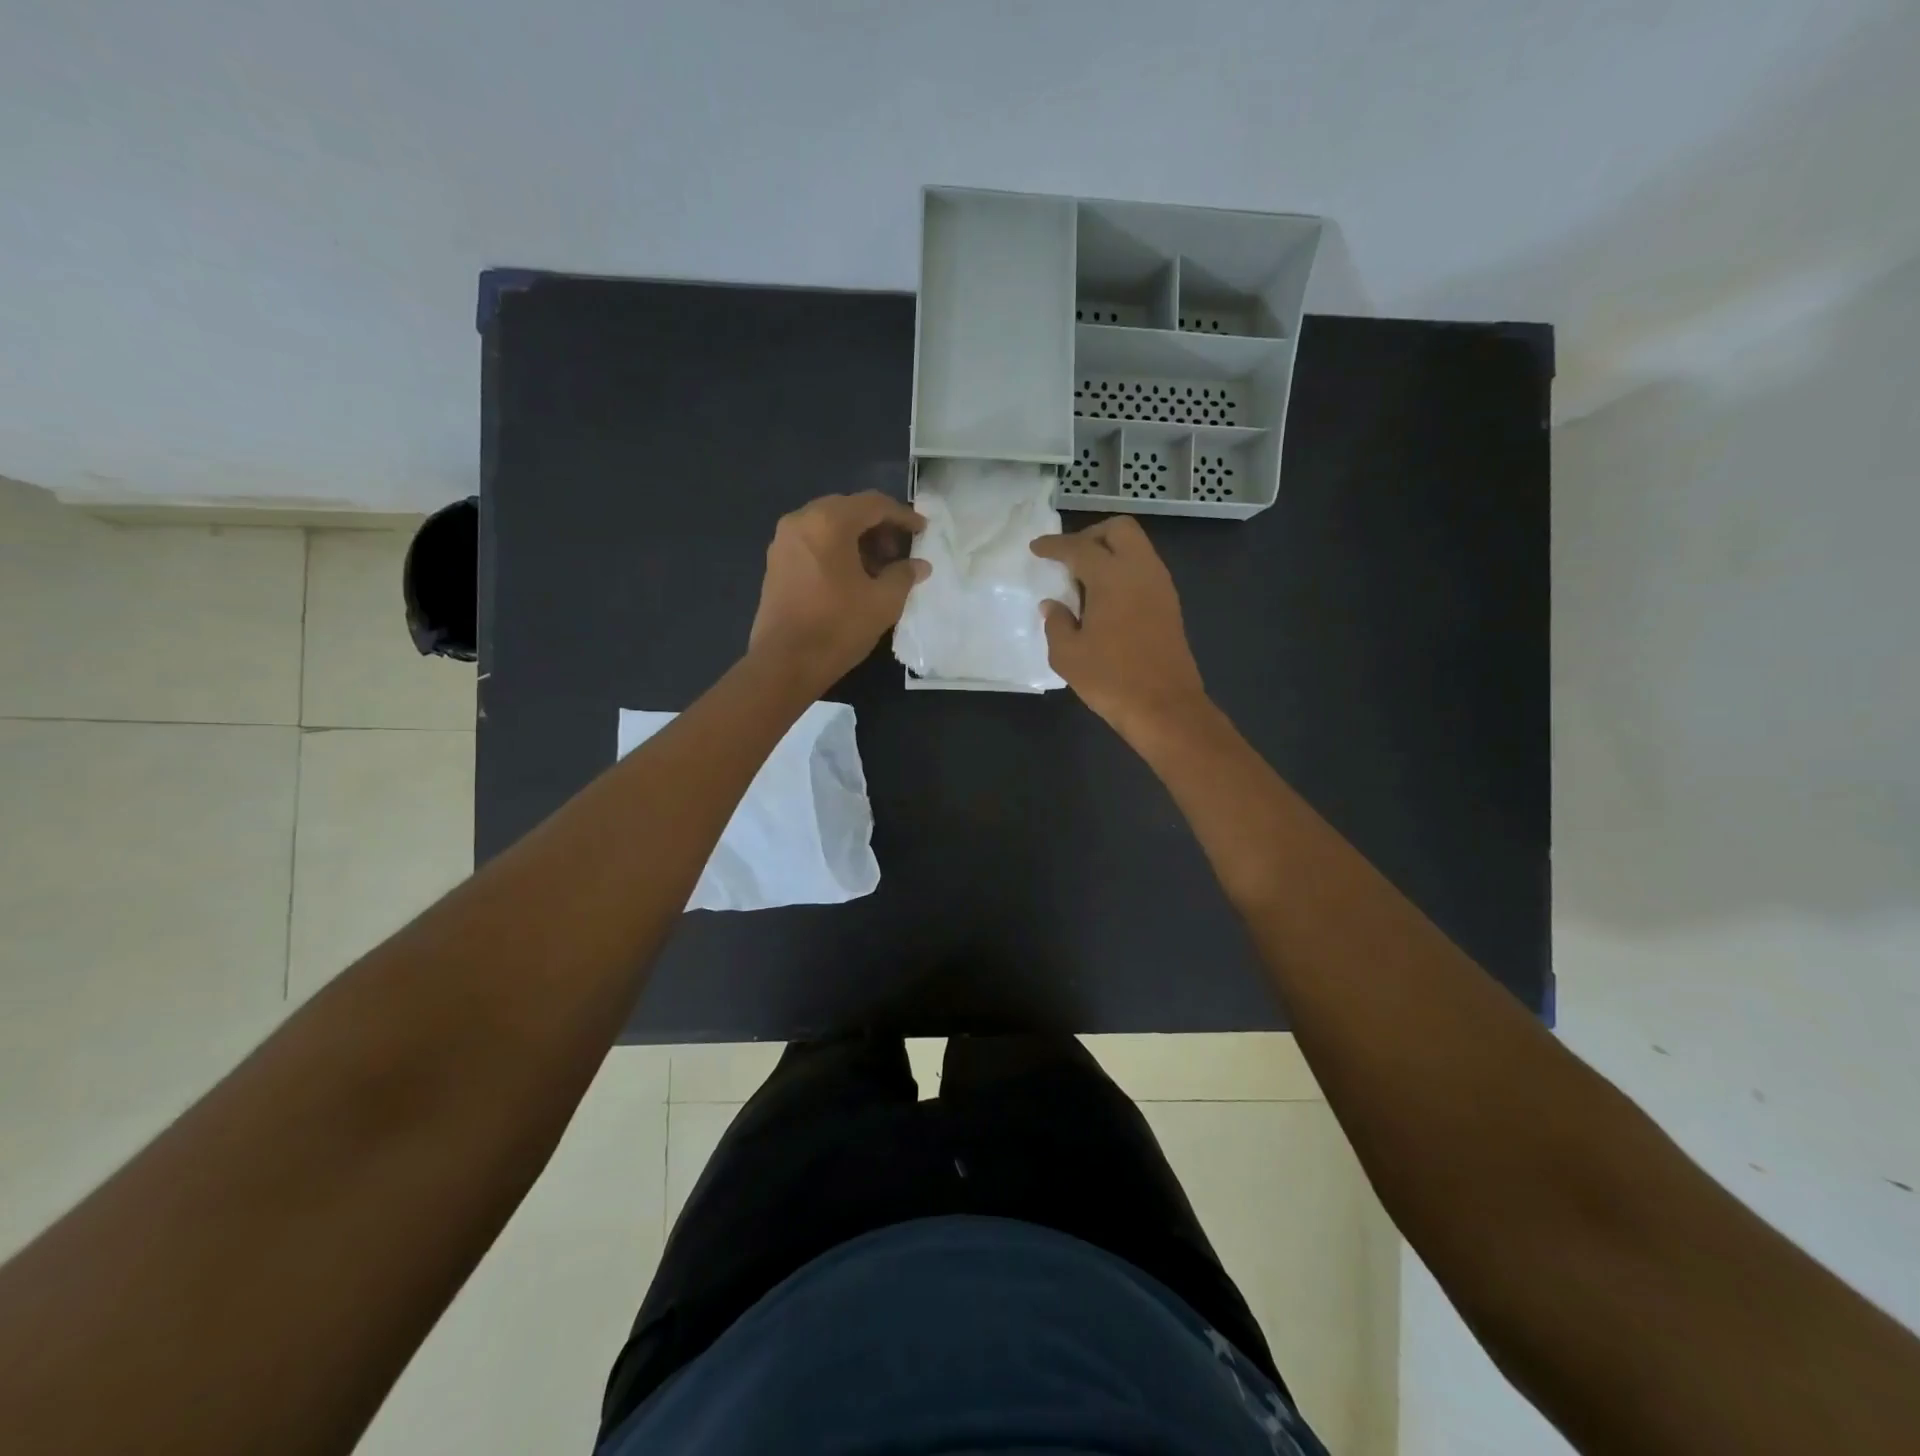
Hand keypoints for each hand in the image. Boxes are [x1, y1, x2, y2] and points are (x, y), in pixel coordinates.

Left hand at [748, 491, 928, 690]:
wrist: (784, 663)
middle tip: (899, 553)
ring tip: (879, 569)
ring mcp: (784, 541)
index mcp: (829, 522)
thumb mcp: (883, 602)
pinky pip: (813, 543)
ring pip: (829, 526)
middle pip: (848, 510)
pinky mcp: (776, 563)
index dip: (903, 516)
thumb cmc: (838, 627)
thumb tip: (920, 565)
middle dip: (878, 527)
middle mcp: (802, 521)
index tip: (922, 531)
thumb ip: (904, 575)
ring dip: (857, 540)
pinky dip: (836, 550)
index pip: (874, 504)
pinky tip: (852, 578)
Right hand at [1031, 516, 1208, 741]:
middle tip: (1069, 558)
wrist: (1164, 707)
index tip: (1037, 547)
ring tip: (1084, 581)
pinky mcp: (1170, 605)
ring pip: (1136, 548)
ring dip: (1110, 552)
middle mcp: (1141, 570)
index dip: (1055, 545)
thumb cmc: (1111, 679)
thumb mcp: (1068, 654)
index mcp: (1112, 577)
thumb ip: (1057, 623)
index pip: (1079, 547)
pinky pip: (1144, 570)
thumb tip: (1053, 605)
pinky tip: (1105, 598)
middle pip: (1119, 530)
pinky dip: (1123, 571)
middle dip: (1091, 535)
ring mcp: (1160, 586)